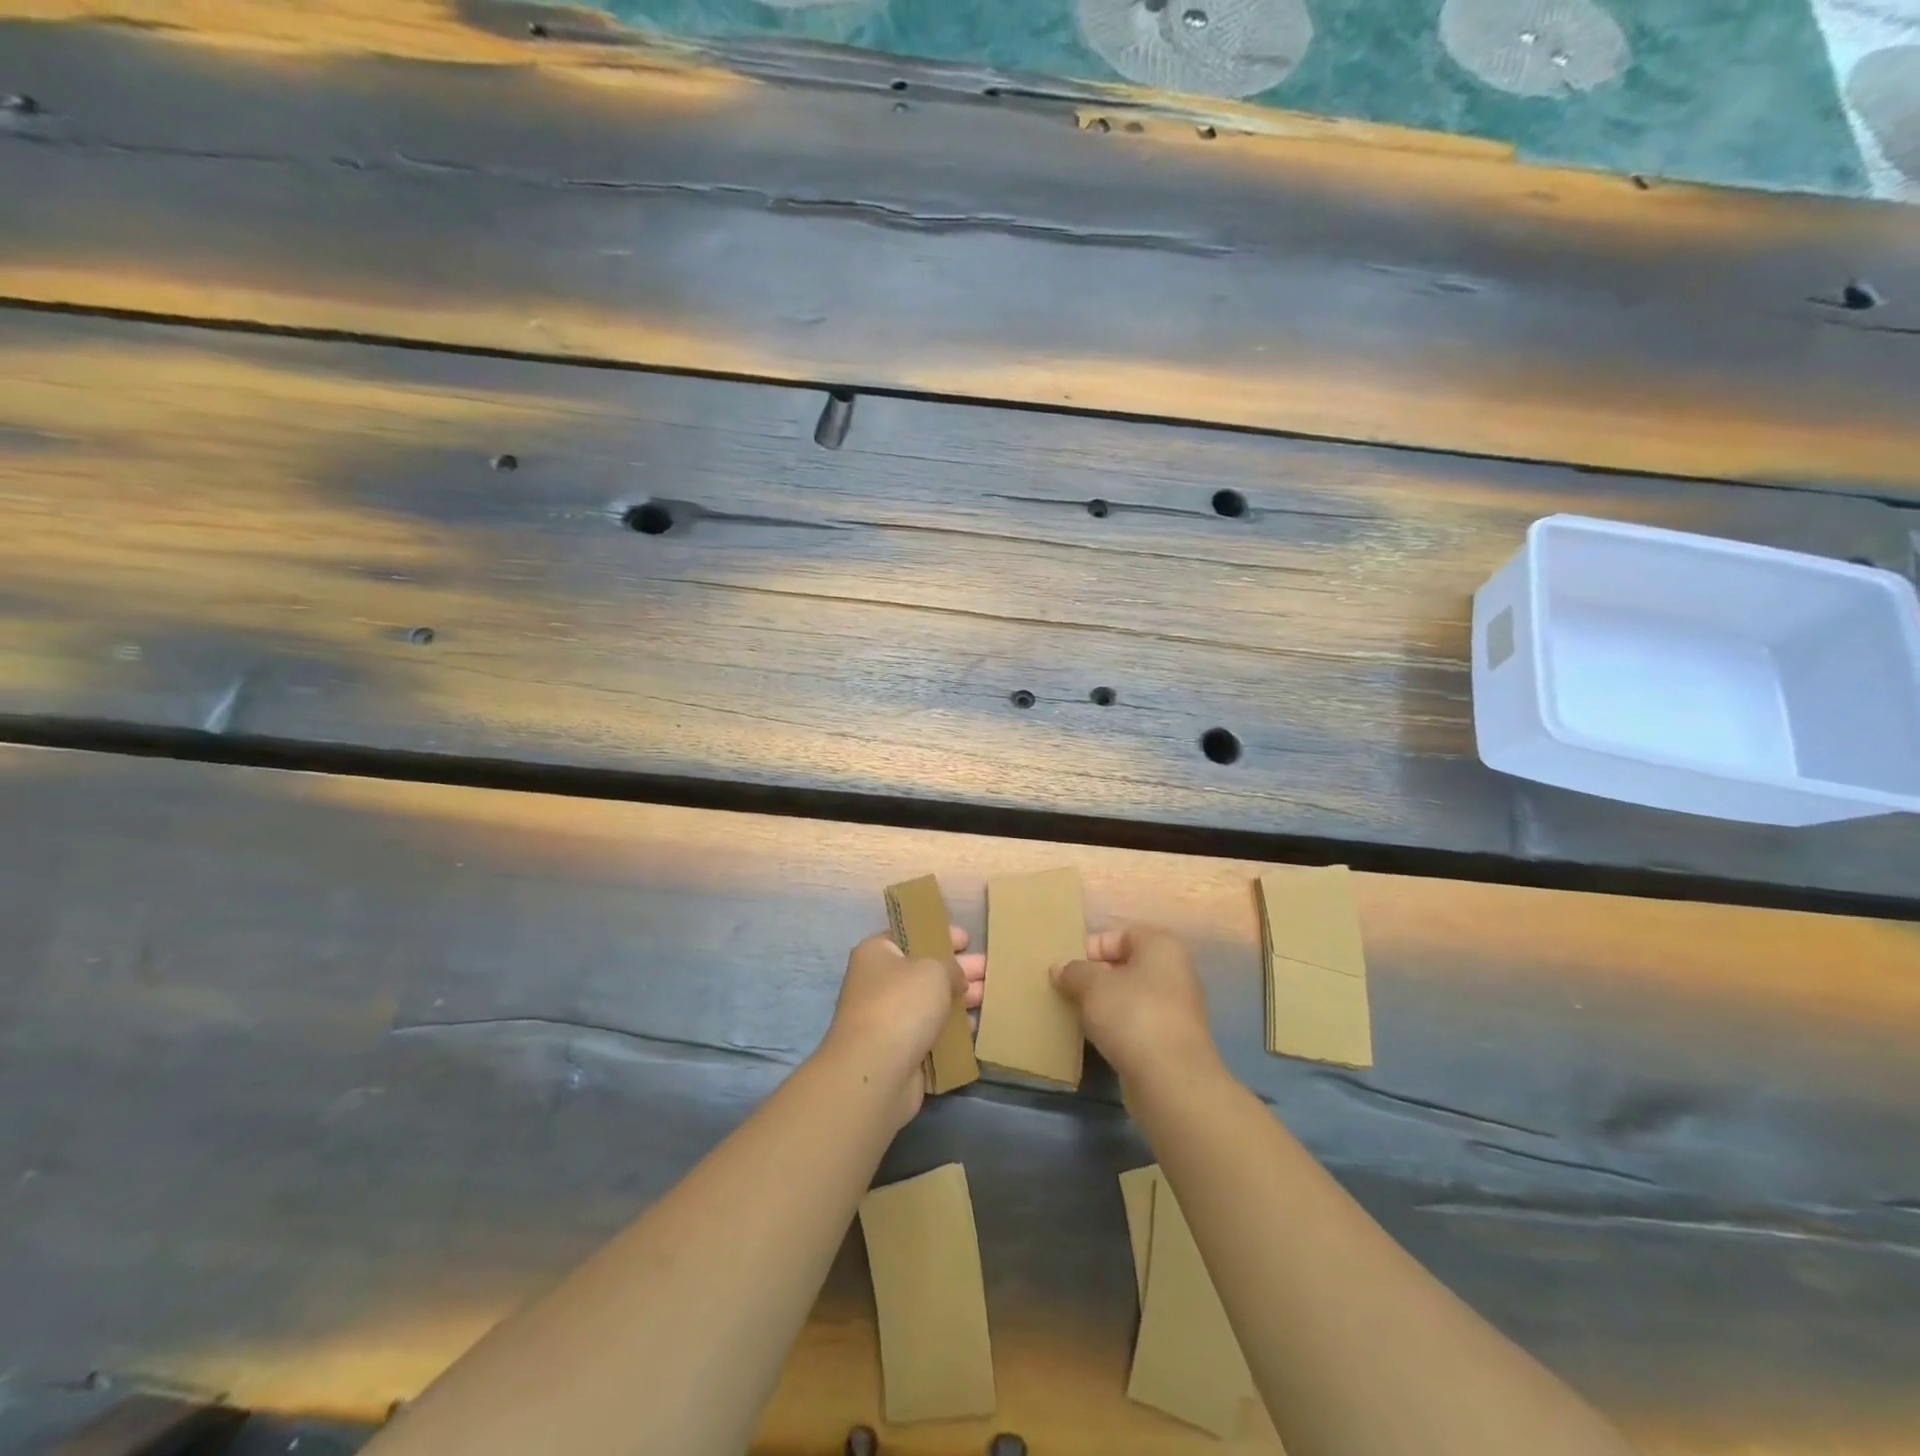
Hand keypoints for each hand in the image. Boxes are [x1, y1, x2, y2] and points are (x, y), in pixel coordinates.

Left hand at [821, 927, 984, 1127]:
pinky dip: (951, 1029)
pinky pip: (930, 1032)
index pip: (911, 935)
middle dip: (957, 969)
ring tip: (989, 996)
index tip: (968, 940)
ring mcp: (887, 1018)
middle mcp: (878, 982)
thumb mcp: (935, 970)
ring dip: (958, 999)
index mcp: (877, 953)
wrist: (876, 1072)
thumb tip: (956, 978)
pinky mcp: (899, 1050)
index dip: (940, 935)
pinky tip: (974, 1027)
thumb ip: (952, 967)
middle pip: (924, 970)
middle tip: (988, 968)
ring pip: (929, 1002)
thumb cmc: (902, 1005)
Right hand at [1052, 926, 1219, 1086]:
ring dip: (1105, 1003)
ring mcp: (1177, 1008)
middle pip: (1126, 965)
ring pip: (1131, 995)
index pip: (1120, 934)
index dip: (1091, 947)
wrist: (1171, 1079)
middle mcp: (1175, 971)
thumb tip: (1060, 968)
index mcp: (1161, 946)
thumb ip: (1074, 972)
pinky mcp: (1172, 1039)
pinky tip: (1098, 1038)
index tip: (1067, 968)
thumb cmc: (1132, 1015)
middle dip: (1095, 977)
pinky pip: (1138, 1022)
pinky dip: (1118, 1026)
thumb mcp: (1093, 986)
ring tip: (1078, 1014)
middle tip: (1068, 990)